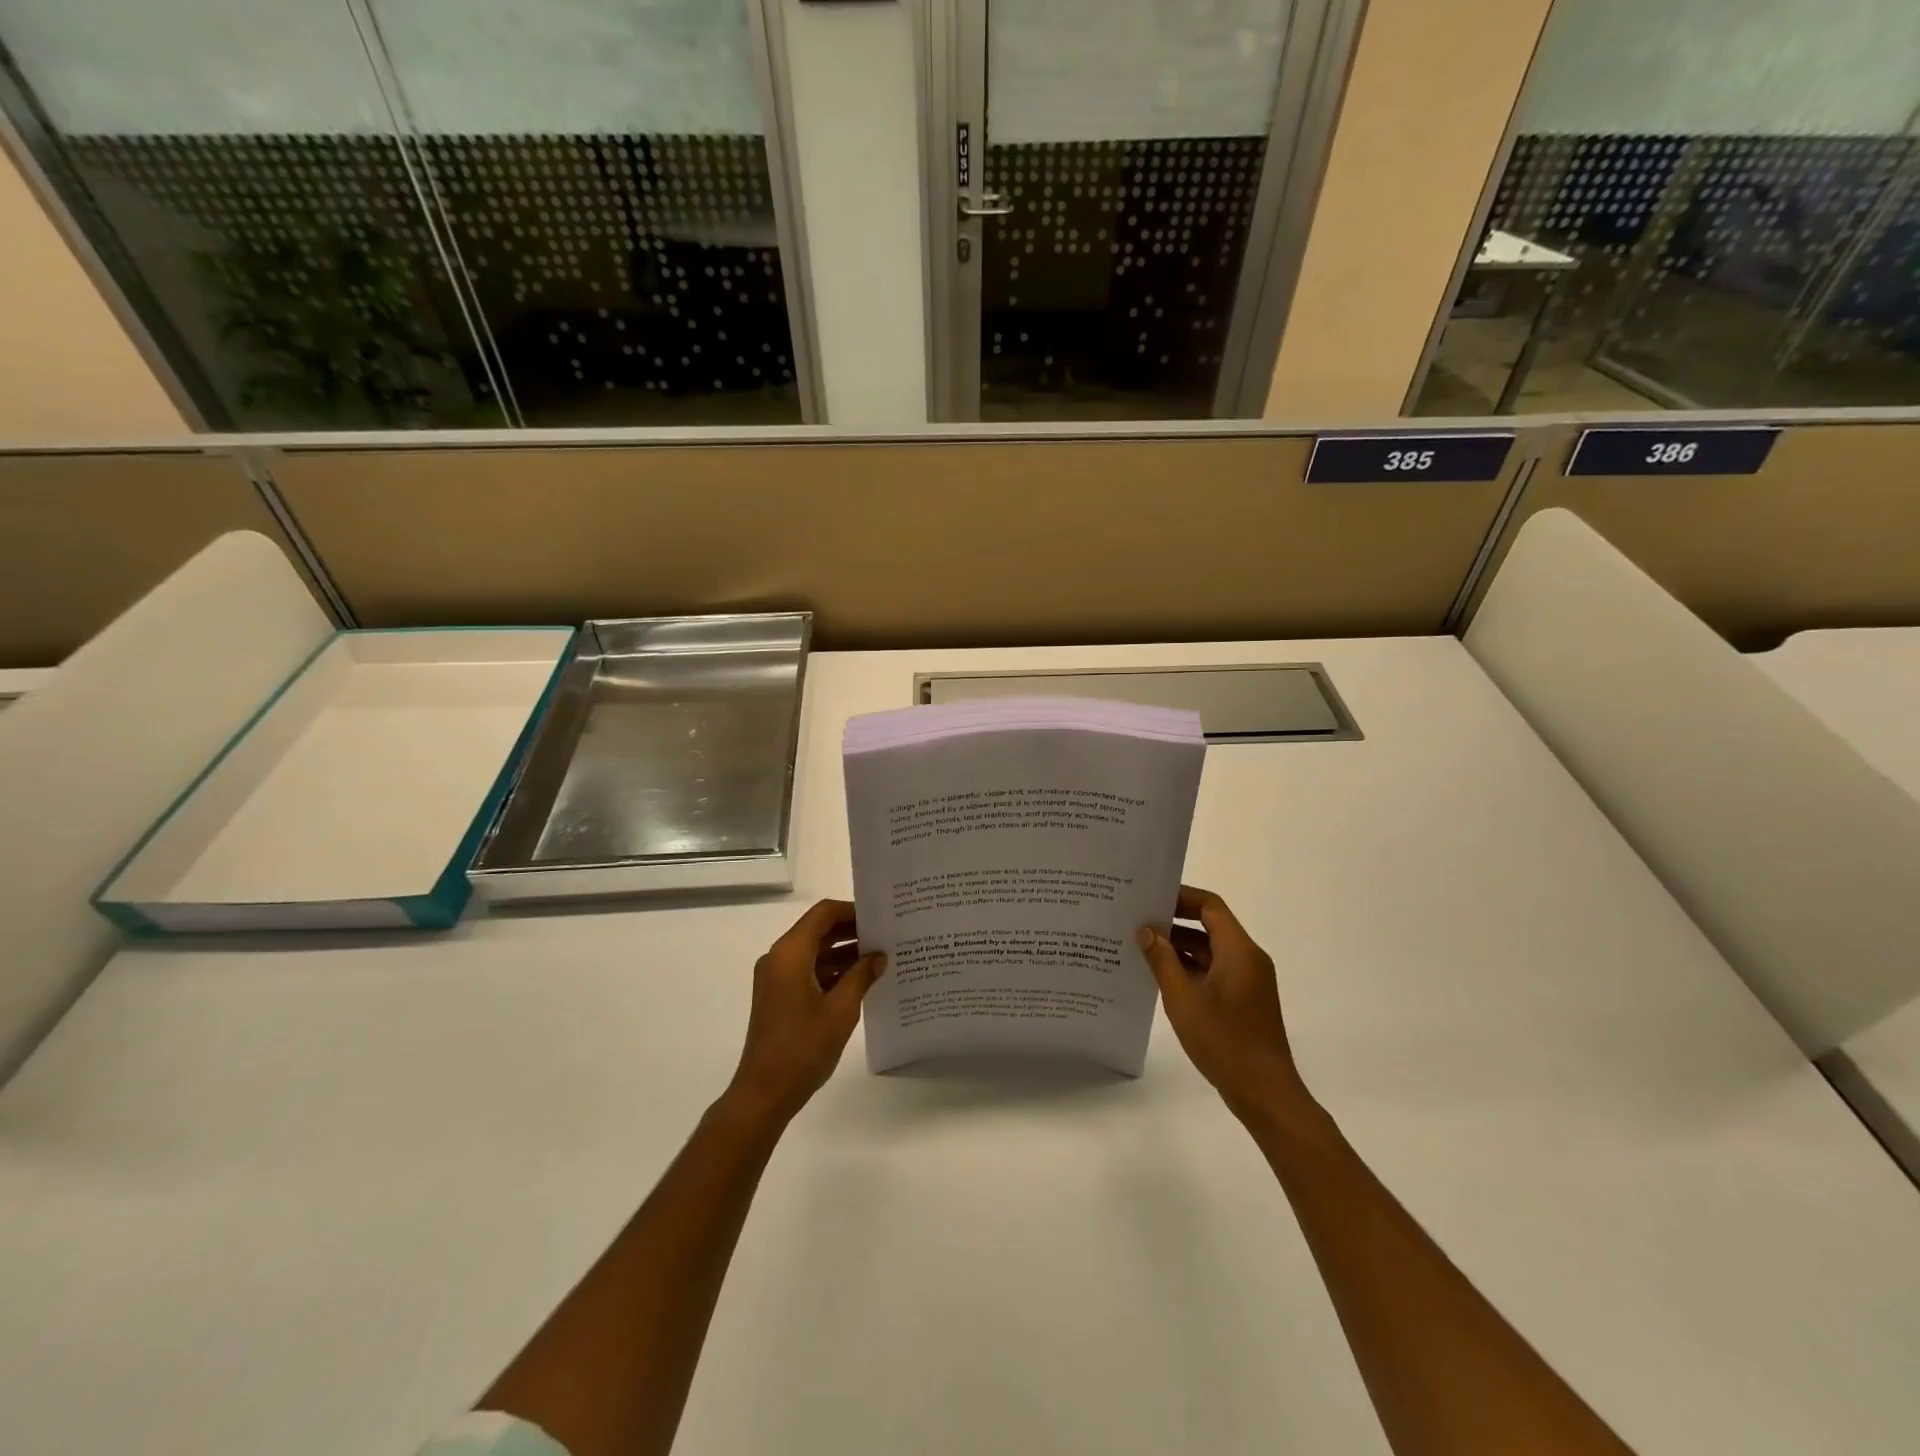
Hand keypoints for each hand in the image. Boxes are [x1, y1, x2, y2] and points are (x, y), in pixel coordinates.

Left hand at [726, 899, 886, 1125]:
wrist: (764, 1093)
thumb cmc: (803, 1047)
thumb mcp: (841, 1010)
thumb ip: (861, 976)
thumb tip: (879, 956)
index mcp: (789, 953)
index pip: (823, 914)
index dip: (852, 911)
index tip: (880, 918)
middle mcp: (779, 958)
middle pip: (818, 930)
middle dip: (851, 931)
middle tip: (886, 936)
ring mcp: (776, 979)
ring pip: (814, 952)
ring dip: (844, 953)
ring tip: (880, 958)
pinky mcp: (779, 997)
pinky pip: (808, 971)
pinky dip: (832, 971)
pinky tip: (860, 981)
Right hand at [1139, 885, 1303, 1119]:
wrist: (1264, 1093)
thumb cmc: (1224, 1040)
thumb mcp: (1183, 999)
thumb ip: (1163, 960)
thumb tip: (1146, 930)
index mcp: (1239, 950)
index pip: (1210, 906)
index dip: (1180, 897)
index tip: (1149, 898)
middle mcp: (1247, 959)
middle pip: (1210, 926)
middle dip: (1174, 922)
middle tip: (1137, 920)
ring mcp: (1247, 980)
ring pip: (1210, 950)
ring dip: (1179, 947)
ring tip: (1140, 946)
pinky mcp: (1243, 1000)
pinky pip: (1214, 971)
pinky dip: (1189, 968)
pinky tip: (1160, 976)